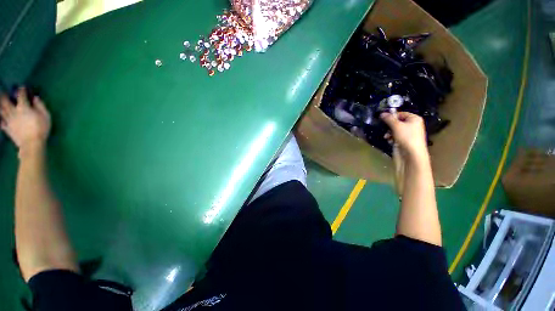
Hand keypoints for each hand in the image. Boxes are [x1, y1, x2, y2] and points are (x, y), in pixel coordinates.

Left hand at [1, 88, 50, 150]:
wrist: (31, 144)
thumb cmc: (41, 129)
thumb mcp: (46, 116)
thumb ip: (40, 106)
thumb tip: (35, 98)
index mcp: (23, 107)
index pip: (21, 95)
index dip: (21, 90)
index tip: (22, 87)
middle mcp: (13, 111)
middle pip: (5, 101)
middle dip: (3, 95)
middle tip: (2, 91)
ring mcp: (9, 120)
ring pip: (1, 110)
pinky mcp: (7, 128)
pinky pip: (1, 122)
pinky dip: (0, 119)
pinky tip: (0, 118)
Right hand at [380, 112, 428, 161]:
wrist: (412, 155)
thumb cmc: (407, 137)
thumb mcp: (396, 126)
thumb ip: (389, 119)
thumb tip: (382, 113)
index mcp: (414, 119)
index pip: (401, 113)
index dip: (392, 116)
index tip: (383, 119)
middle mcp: (413, 125)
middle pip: (397, 122)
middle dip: (389, 126)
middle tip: (384, 129)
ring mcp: (408, 134)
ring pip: (395, 130)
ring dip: (389, 133)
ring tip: (386, 137)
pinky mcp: (404, 141)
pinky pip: (395, 136)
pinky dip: (391, 138)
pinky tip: (389, 141)